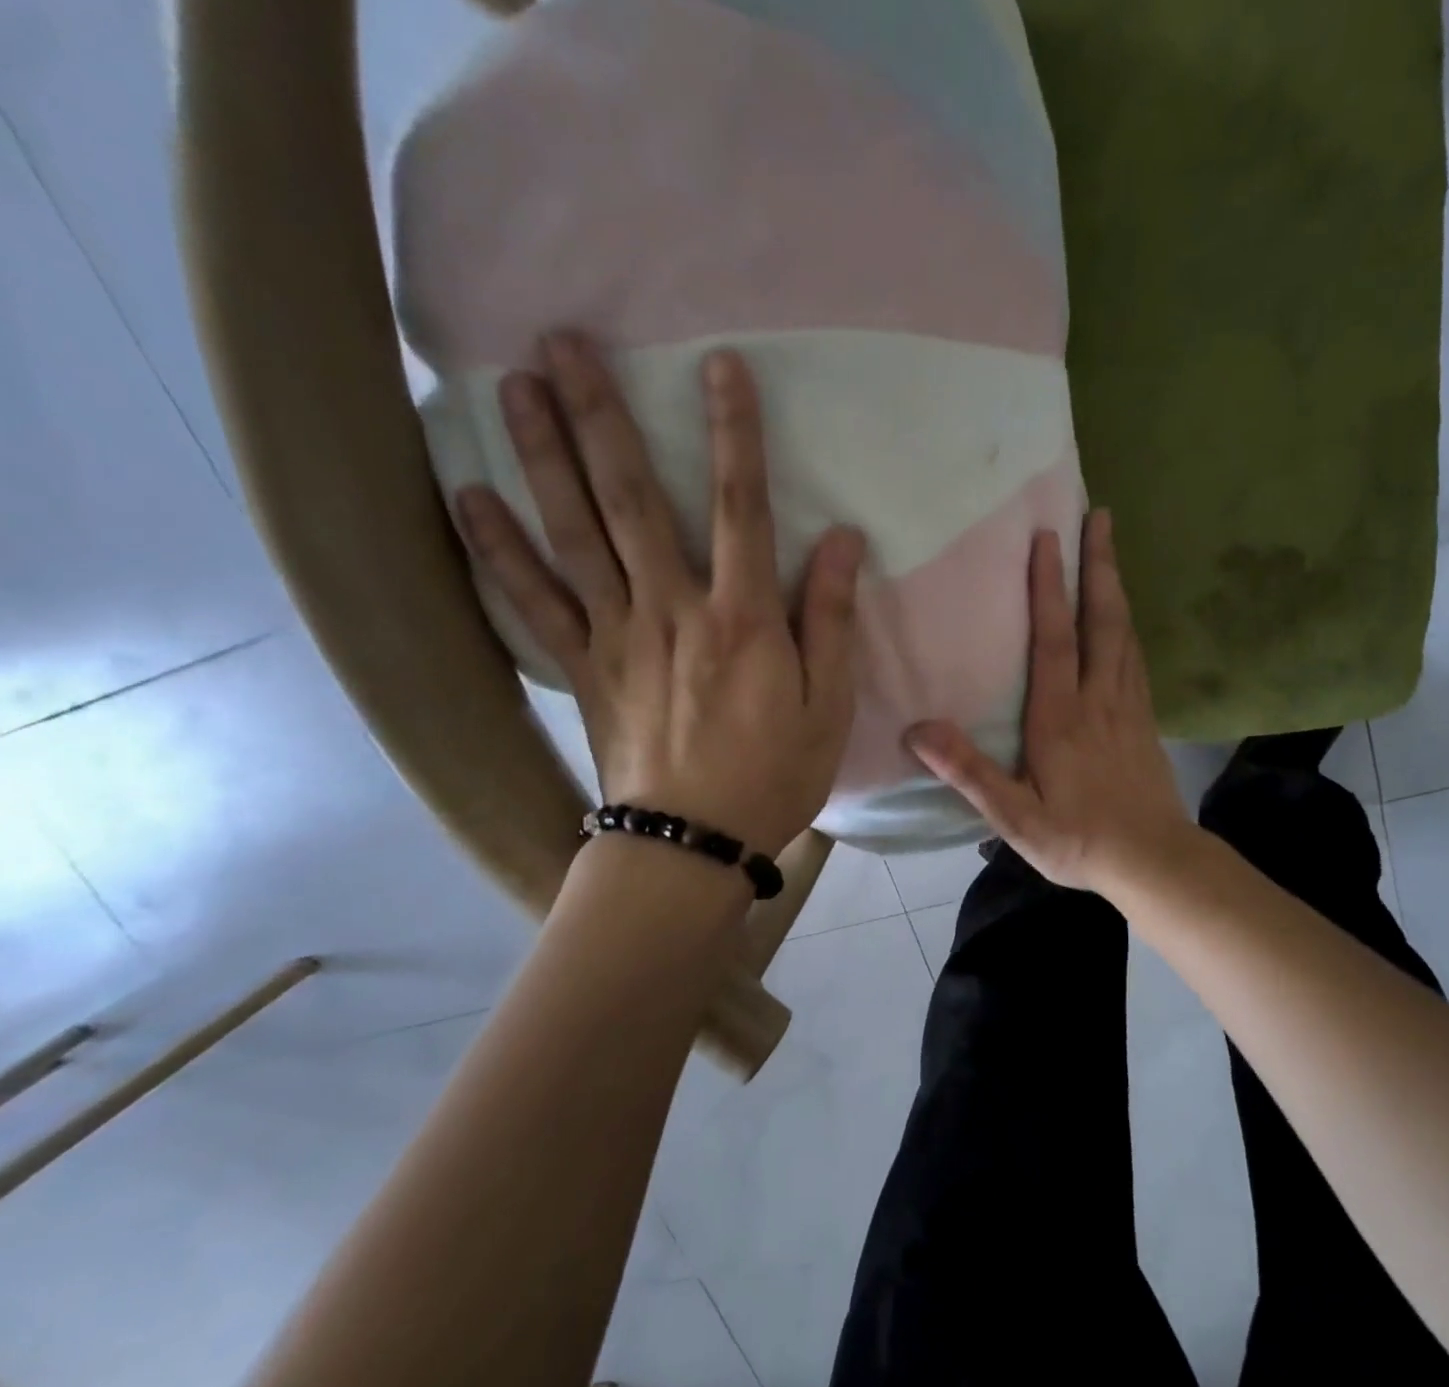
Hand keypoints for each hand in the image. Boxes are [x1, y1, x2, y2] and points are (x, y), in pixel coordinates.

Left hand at [455, 333, 865, 854]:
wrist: (692, 843)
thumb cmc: (774, 775)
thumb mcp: (829, 705)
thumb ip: (831, 620)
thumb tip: (842, 542)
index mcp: (743, 619)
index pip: (741, 507)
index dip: (735, 434)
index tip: (721, 367)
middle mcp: (672, 610)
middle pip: (632, 500)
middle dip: (601, 416)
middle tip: (562, 341)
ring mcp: (617, 636)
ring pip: (574, 534)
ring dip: (542, 456)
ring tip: (512, 387)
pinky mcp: (583, 668)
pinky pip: (533, 601)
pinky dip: (498, 550)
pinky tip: (467, 498)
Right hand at [907, 510, 1190, 894]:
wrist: (1154, 861)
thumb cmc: (1079, 840)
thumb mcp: (1015, 818)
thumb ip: (969, 773)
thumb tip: (918, 729)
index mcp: (1061, 718)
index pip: (1054, 640)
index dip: (1049, 589)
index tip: (1046, 539)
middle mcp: (1098, 699)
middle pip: (1101, 620)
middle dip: (1098, 565)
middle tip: (1100, 515)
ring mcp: (1128, 705)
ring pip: (1123, 632)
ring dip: (1116, 584)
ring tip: (1111, 545)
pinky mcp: (1145, 719)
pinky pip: (1136, 657)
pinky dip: (1128, 623)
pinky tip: (1125, 614)